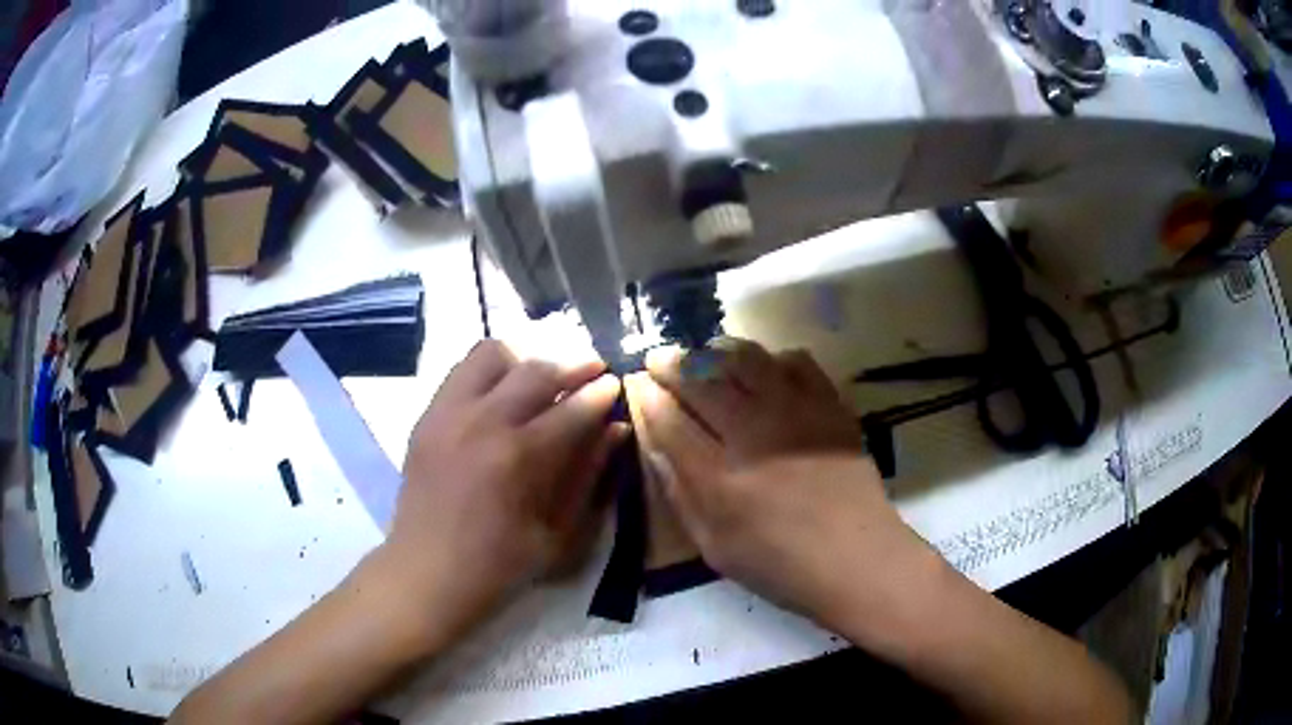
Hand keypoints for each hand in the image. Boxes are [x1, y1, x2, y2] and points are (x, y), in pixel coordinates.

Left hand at [383, 340, 627, 648]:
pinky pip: (461, 371)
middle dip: (573, 365)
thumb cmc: (499, 565)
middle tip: (592, 371)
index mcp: (518, 458)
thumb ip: (588, 476)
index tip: (615, 385)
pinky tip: (501, 396)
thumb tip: (615, 430)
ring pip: (492, 354)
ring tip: (541, 380)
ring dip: (525, 361)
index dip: (600, 394)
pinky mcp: (427, 416)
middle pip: (536, 370)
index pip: (572, 408)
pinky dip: (489, 373)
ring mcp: (448, 413)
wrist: (427, 572)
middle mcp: (482, 422)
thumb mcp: (558, 533)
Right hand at [635, 339, 930, 626]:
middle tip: (659, 359)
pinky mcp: (829, 405)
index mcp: (718, 478)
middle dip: (671, 363)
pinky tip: (765, 371)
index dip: (647, 396)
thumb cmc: (781, 566)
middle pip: (700, 379)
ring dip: (716, 351)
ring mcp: (796, 413)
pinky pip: (796, 360)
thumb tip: (655, 447)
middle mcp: (753, 434)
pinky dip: (772, 358)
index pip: (668, 419)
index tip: (637, 385)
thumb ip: (680, 495)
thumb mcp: (715, 548)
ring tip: (706, 355)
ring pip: (745, 358)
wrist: (857, 559)